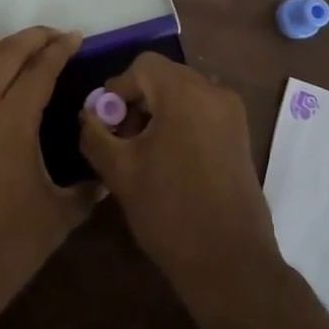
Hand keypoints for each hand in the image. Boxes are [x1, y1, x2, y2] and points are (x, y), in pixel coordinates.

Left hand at [0, 26, 99, 328]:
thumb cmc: (4, 251)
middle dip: (32, 37)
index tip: (75, 38)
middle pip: (4, 51)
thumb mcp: (58, 217)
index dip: (61, 48)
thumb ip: (87, 189)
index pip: (41, 68)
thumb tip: (107, 175)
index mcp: (12, 121)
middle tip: (51, 37)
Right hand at [77, 53, 280, 299]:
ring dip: (158, 111)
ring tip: (142, 152)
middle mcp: (213, 91)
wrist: (230, 263)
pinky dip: (181, 122)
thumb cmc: (170, 211)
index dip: (117, 89)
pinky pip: (202, 111)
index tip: (105, 124)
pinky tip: (169, 160)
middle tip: (121, 139)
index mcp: (184, 92)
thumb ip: (95, 134)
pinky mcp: (240, 135)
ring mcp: (232, 113)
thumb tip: (88, 115)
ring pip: (183, 93)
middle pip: (164, 76)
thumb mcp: (120, 172)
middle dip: (137, 100)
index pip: (142, 66)